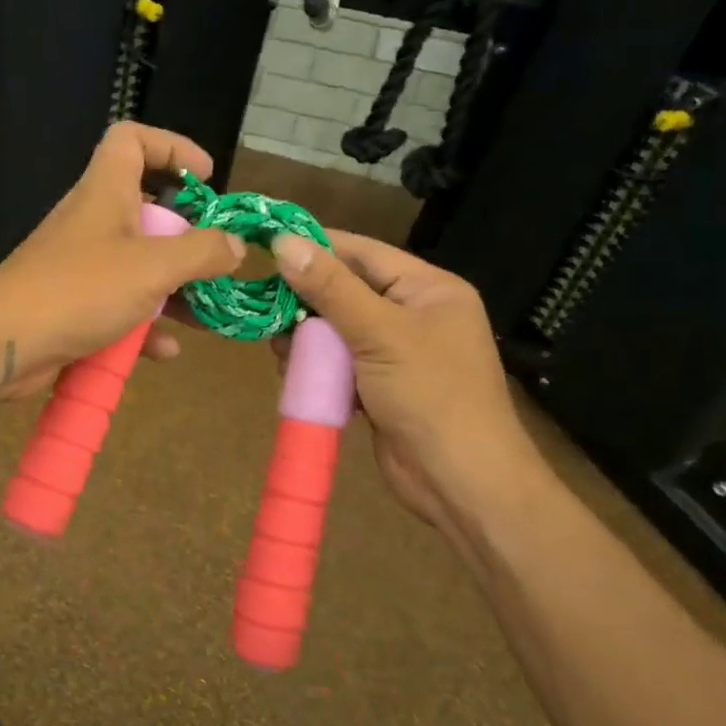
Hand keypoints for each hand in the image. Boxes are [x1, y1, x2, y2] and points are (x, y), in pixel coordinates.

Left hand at [0, 123, 243, 398]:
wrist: (2, 344)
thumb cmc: (79, 289)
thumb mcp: (152, 267)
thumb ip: (201, 252)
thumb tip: (235, 245)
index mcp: (106, 192)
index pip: (132, 139)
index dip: (172, 146)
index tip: (206, 176)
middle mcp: (92, 222)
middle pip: (145, 212)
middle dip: (186, 238)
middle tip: (215, 262)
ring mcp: (80, 267)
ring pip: (136, 268)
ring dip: (172, 291)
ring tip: (207, 316)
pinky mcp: (72, 307)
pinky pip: (117, 309)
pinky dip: (143, 327)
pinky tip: (165, 352)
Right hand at [269, 230, 546, 533]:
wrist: (461, 482)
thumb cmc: (431, 395)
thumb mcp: (380, 334)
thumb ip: (331, 288)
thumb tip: (283, 243)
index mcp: (428, 289)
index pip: (363, 253)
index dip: (316, 247)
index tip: (266, 245)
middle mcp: (413, 315)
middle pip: (345, 292)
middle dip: (305, 302)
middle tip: (264, 309)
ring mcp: (395, 353)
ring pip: (335, 331)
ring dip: (305, 338)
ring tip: (278, 348)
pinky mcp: (378, 386)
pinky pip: (337, 363)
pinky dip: (315, 366)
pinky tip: (291, 372)